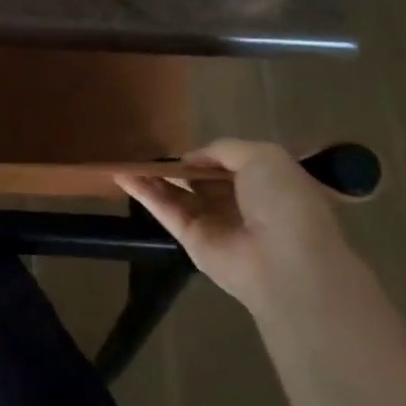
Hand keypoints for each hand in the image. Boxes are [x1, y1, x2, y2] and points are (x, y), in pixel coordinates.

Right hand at [116, 139, 350, 313]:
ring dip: (155, 176)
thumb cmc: (283, 202)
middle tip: (151, 148)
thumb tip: (191, 158)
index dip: (213, 154)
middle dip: (182, 166)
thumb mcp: (263, 156)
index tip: (191, 146)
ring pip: (179, 194)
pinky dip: (144, 192)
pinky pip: (166, 210)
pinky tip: (122, 174)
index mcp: (269, 184)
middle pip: (204, 180)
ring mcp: (216, 223)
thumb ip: (223, 149)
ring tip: (129, 158)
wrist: (283, 259)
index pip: (236, 165)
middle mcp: (242, 204)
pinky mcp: (192, 240)